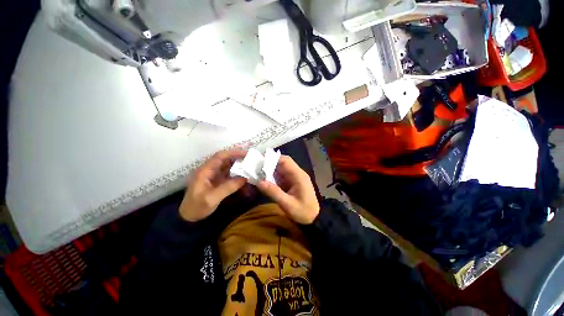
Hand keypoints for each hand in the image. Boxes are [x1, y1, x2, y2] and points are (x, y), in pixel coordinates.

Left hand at [180, 150, 247, 221]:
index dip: (233, 153)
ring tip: (251, 170)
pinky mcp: (218, 182)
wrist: (189, 218)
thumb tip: (245, 178)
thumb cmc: (197, 207)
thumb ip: (228, 187)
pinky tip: (245, 181)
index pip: (220, 156)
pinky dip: (238, 177)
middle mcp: (210, 170)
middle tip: (252, 162)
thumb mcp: (212, 198)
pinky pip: (230, 176)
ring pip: (229, 168)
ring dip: (240, 168)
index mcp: (205, 170)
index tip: (246, 154)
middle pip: (226, 160)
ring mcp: (214, 176)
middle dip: (239, 160)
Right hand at [257, 155, 319, 224]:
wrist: (313, 218)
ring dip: (270, 170)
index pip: (286, 161)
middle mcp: (297, 174)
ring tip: (257, 173)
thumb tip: (259, 182)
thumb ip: (274, 192)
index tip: (260, 161)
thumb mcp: (287, 204)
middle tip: (256, 167)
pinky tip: (264, 180)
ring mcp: (294, 178)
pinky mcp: (292, 183)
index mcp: (299, 175)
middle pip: (282, 163)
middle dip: (269, 164)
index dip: (273, 158)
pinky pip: (281, 176)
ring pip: (281, 169)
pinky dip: (273, 177)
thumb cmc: (303, 212)